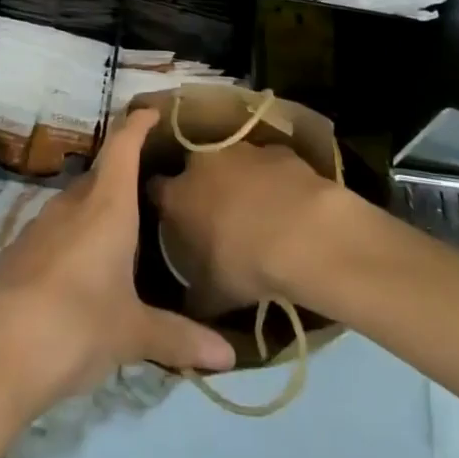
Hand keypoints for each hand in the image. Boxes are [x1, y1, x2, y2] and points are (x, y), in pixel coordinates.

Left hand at [0, 107, 236, 423]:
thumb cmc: (76, 328)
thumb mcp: (132, 334)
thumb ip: (179, 338)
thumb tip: (229, 357)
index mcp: (106, 207)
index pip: (122, 147)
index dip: (137, 124)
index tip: (152, 111)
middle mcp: (71, 206)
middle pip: (101, 176)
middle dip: (124, 176)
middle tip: (152, 190)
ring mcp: (39, 227)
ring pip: (76, 205)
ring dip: (98, 211)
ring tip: (123, 235)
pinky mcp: (17, 253)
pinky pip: (55, 233)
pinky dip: (75, 239)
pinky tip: (84, 273)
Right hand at [146, 138, 351, 309]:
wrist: (303, 233)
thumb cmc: (245, 265)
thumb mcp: (212, 296)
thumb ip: (193, 296)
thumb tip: (185, 308)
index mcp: (177, 195)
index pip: (155, 190)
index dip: (163, 204)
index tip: (171, 219)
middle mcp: (201, 163)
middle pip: (192, 169)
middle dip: (200, 186)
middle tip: (214, 214)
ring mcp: (240, 150)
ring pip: (231, 161)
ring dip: (237, 179)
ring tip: (255, 209)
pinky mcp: (275, 149)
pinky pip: (267, 163)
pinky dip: (271, 178)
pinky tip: (286, 202)